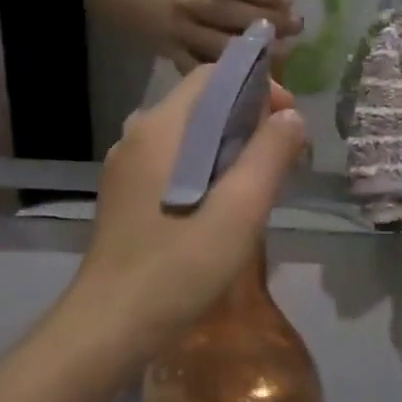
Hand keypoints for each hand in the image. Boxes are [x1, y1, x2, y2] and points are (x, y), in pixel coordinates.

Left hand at [72, 65, 308, 341]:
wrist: (110, 325)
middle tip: (283, 156)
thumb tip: (291, 116)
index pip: (213, 76)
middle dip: (248, 118)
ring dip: (230, 146)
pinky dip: (206, 166)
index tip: (289, 120)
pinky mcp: (125, 194)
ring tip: (261, 182)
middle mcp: (137, 135)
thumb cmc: (179, 265)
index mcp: (161, 127)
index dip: (258, 86)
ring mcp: (126, 166)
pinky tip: (223, 205)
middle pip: (201, 103)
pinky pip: (173, 161)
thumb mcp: (240, 209)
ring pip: (188, 135)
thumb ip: (270, 154)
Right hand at [156, 0, 303, 71]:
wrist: (133, 4)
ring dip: (251, 51)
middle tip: (296, 26)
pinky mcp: (174, 61)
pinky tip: (254, 81)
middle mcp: (186, 7)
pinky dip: (226, 77)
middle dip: (263, 19)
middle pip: (225, 12)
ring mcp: (179, 36)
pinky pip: (200, 71)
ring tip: (284, 52)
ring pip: (215, 45)